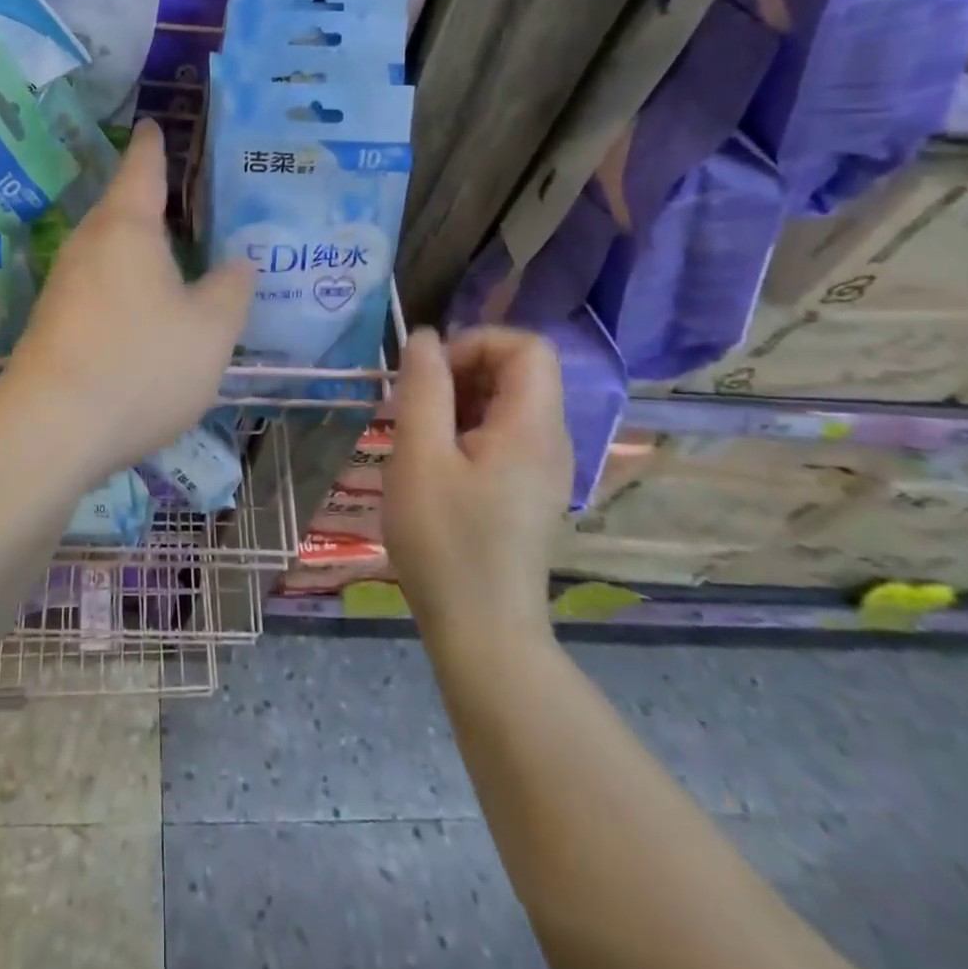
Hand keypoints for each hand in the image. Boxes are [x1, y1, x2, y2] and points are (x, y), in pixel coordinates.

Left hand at [0, 121, 252, 484]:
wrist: (51, 430)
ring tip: (173, 254)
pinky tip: (143, 310)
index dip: (153, 144)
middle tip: (186, 199)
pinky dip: (123, 284)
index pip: (142, 167)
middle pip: (120, 208)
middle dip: (149, 200)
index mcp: (127, 227)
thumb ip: (231, 289)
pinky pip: (97, 285)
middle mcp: (88, 244)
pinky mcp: (52, 322)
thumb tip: (239, 263)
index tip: (153, 124)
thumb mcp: (210, 329)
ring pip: (107, 250)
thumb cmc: (141, 364)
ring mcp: (63, 284)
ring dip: (137, 247)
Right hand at [383, 326, 571, 633]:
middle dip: (462, 371)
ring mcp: (545, 468)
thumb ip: (423, 388)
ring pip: (509, 403)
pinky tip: (436, 464)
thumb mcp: (419, 457)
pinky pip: (505, 435)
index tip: (431, 375)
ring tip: (418, 436)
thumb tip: (426, 337)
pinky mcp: (530, 490)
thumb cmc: (445, 541)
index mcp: (532, 426)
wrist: (483, 631)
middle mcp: (551, 440)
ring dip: (460, 402)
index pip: (528, 346)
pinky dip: (468, 430)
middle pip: (520, 371)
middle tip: (415, 406)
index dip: (476, 343)